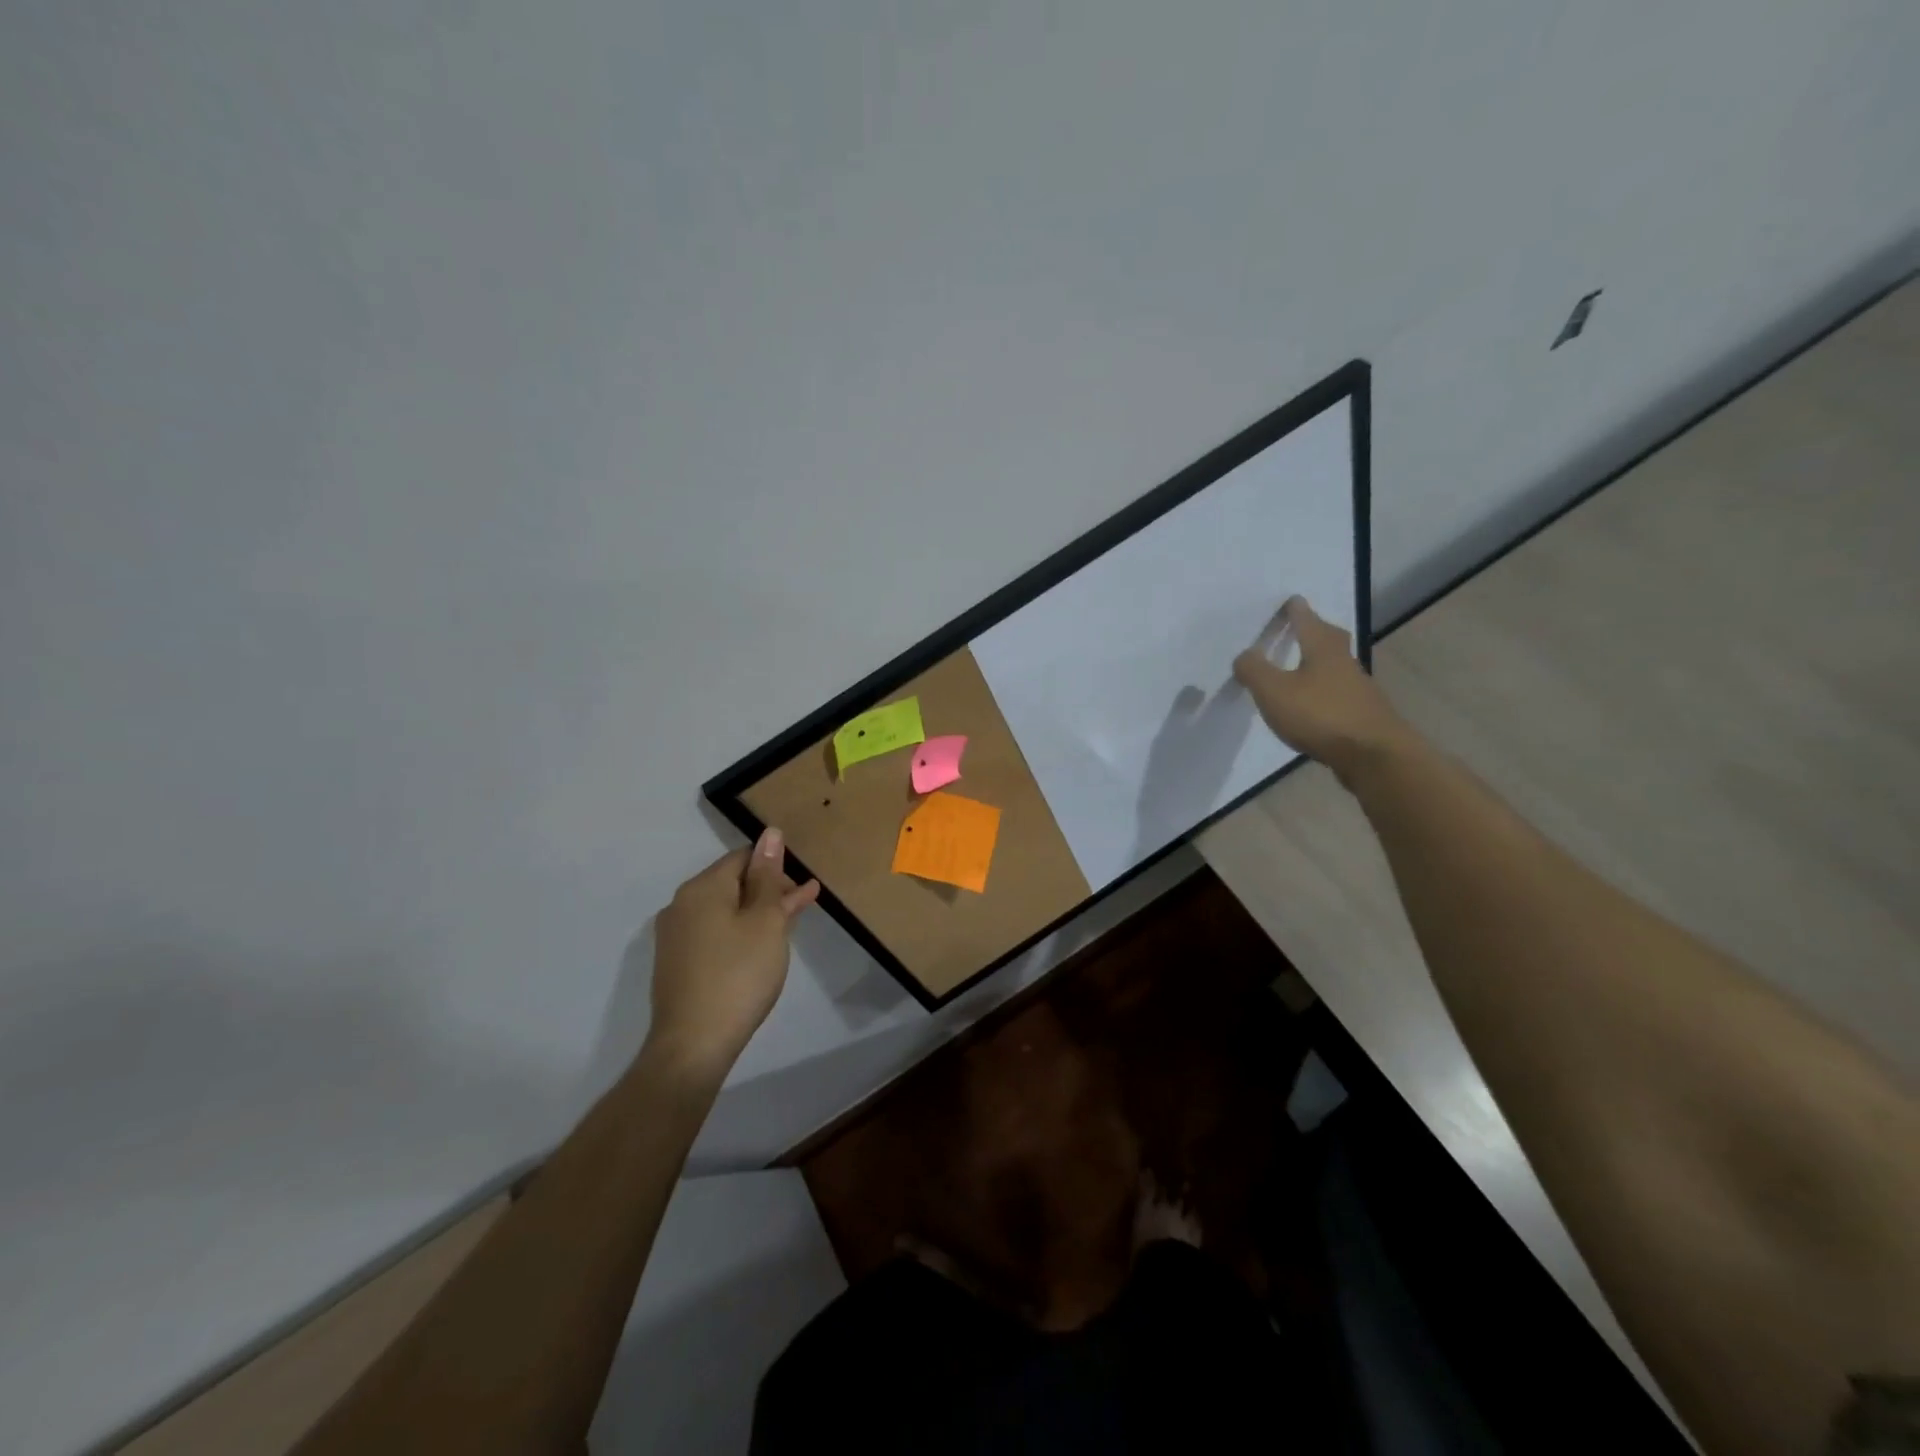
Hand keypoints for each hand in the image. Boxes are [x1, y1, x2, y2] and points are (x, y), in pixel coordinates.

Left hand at [646, 830, 819, 1081]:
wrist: (693, 1045)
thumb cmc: (738, 975)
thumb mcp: (765, 921)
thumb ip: (768, 876)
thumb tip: (770, 833)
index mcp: (702, 887)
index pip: (743, 858)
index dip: (776, 867)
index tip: (803, 889)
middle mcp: (681, 904)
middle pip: (732, 883)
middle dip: (769, 890)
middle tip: (802, 908)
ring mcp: (675, 936)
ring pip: (724, 911)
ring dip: (757, 913)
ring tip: (788, 927)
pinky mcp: (676, 964)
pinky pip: (713, 934)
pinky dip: (739, 934)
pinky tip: (760, 950)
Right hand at [1232, 595, 1413, 782]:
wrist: (1374, 756)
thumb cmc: (1320, 715)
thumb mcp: (1274, 691)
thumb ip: (1254, 670)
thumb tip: (1244, 655)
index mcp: (1322, 649)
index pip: (1307, 620)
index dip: (1296, 610)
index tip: (1291, 600)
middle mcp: (1344, 662)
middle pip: (1329, 638)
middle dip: (1315, 630)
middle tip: (1301, 627)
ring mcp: (1357, 689)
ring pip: (1335, 666)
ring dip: (1319, 662)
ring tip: (1299, 667)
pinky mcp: (1362, 715)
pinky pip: (1338, 693)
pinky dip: (1324, 691)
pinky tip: (1313, 704)